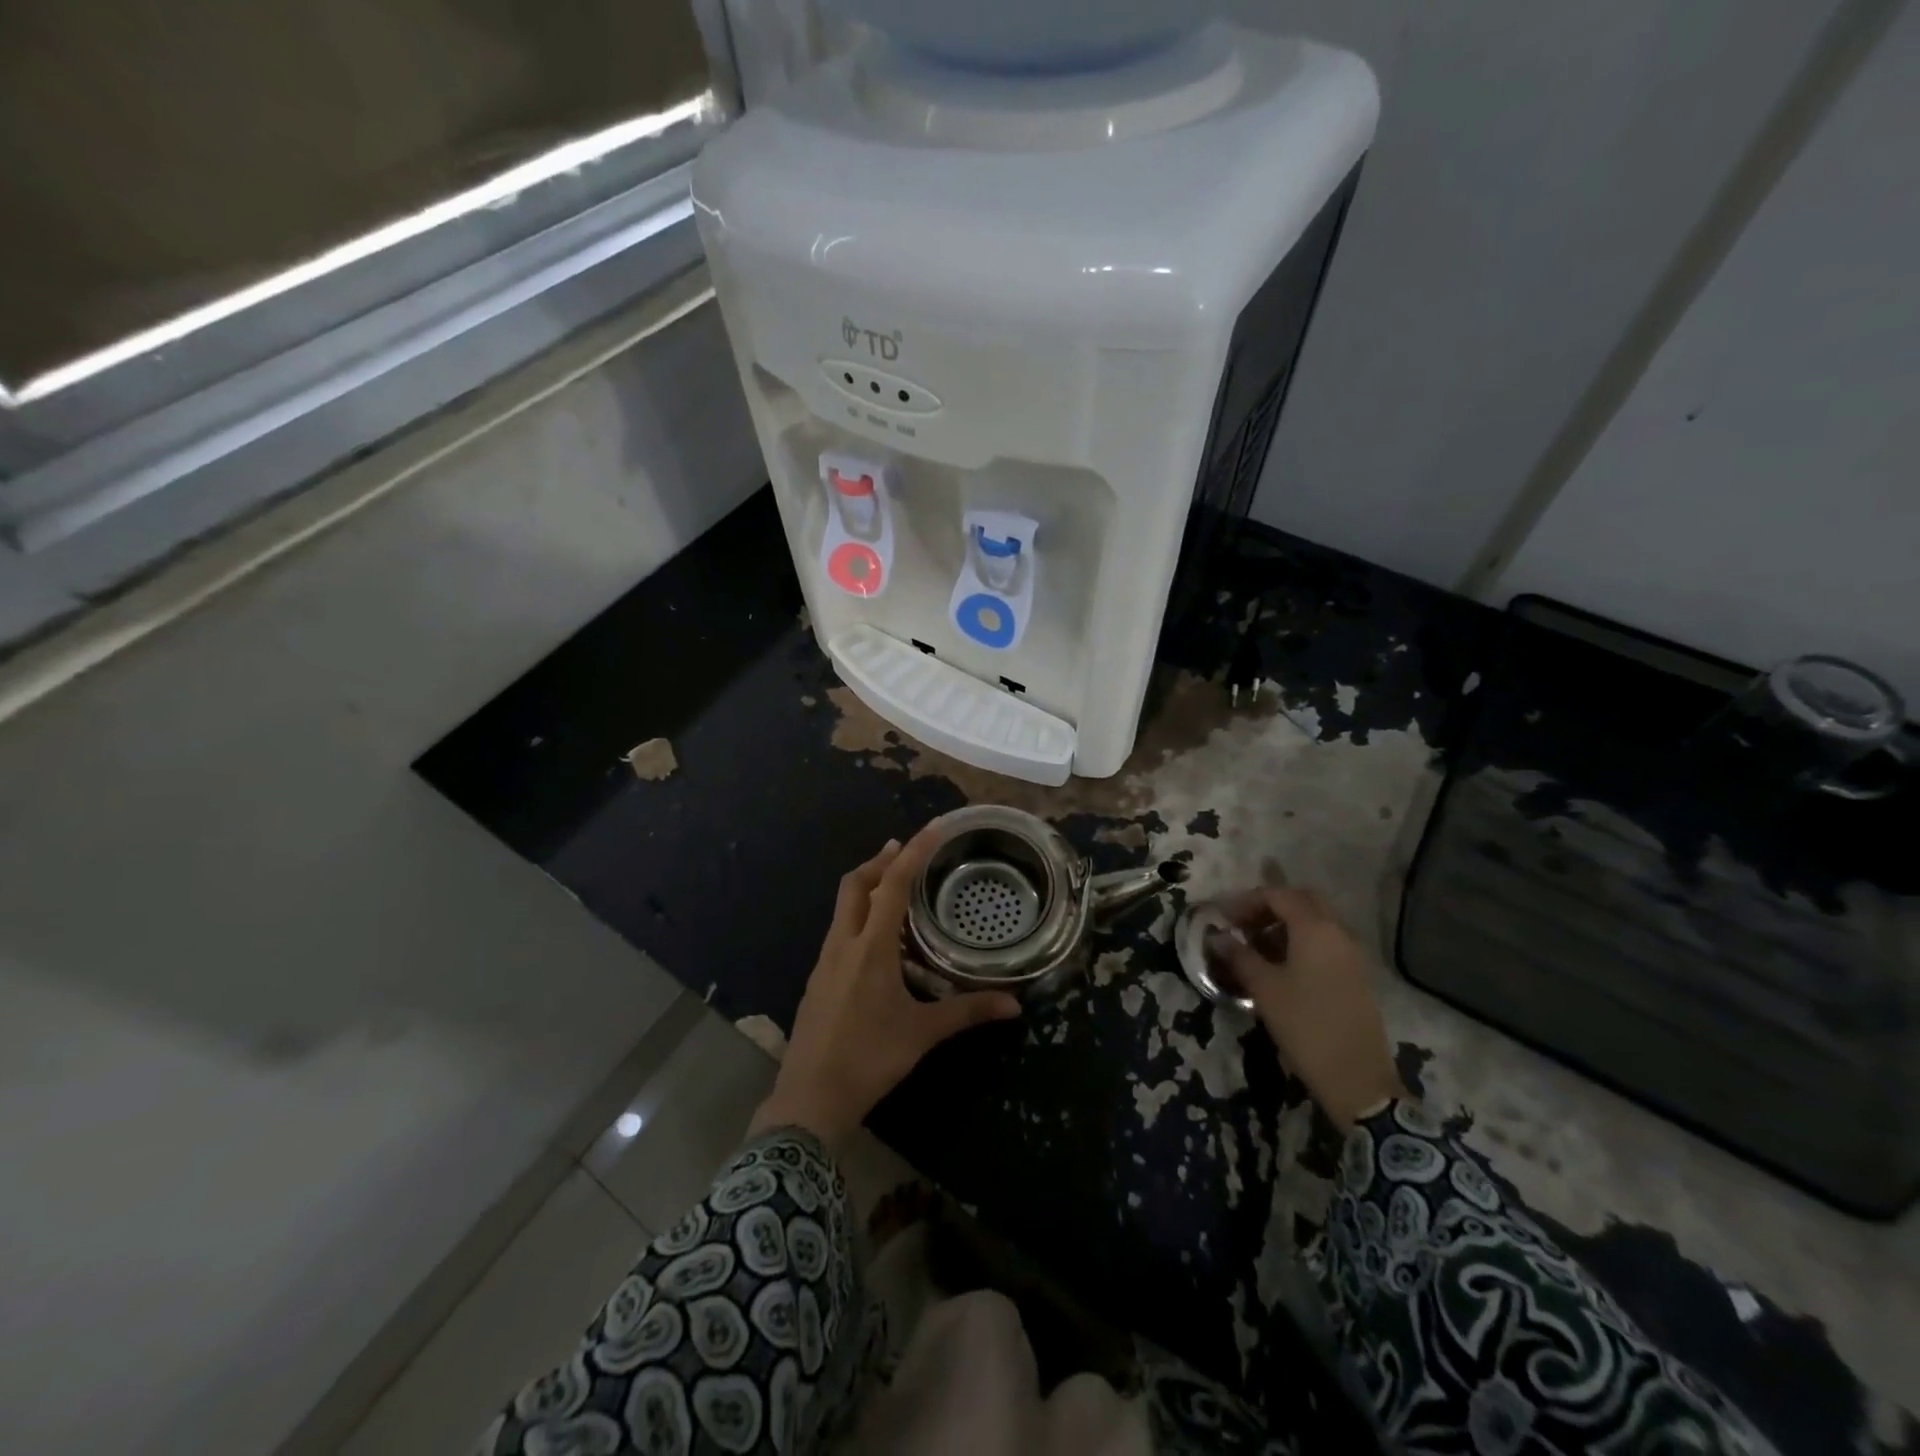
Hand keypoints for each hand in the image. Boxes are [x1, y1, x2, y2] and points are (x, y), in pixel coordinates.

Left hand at [748, 821, 1021, 1150]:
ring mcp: (824, 962)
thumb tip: (1015, 1006)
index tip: (931, 828)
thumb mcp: (923, 1034)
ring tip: (894, 890)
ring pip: (842, 908)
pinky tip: (877, 943)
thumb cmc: (869, 1059)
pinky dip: (858, 918)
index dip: (913, 852)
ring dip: (866, 888)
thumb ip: (967, 1013)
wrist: (809, 1099)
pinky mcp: (816, 980)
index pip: (892, 885)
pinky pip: (838, 932)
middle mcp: (843, 944)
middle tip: (904, 851)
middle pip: (855, 884)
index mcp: (870, 948)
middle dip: (879, 862)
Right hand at [1208, 887, 1405, 1129]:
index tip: (1223, 918)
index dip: (1247, 901)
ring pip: (1316, 922)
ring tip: (1256, 947)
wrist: (1357, 1079)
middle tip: (1243, 925)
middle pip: (1302, 902)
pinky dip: (1301, 942)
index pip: (1278, 895)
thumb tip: (1217, 937)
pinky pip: (1325, 943)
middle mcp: (1338, 933)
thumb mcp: (1264, 989)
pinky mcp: (1355, 976)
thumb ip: (1239, 956)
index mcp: (1315, 929)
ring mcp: (1351, 955)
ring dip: (1285, 925)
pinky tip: (1280, 968)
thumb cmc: (1305, 1025)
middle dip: (1270, 907)